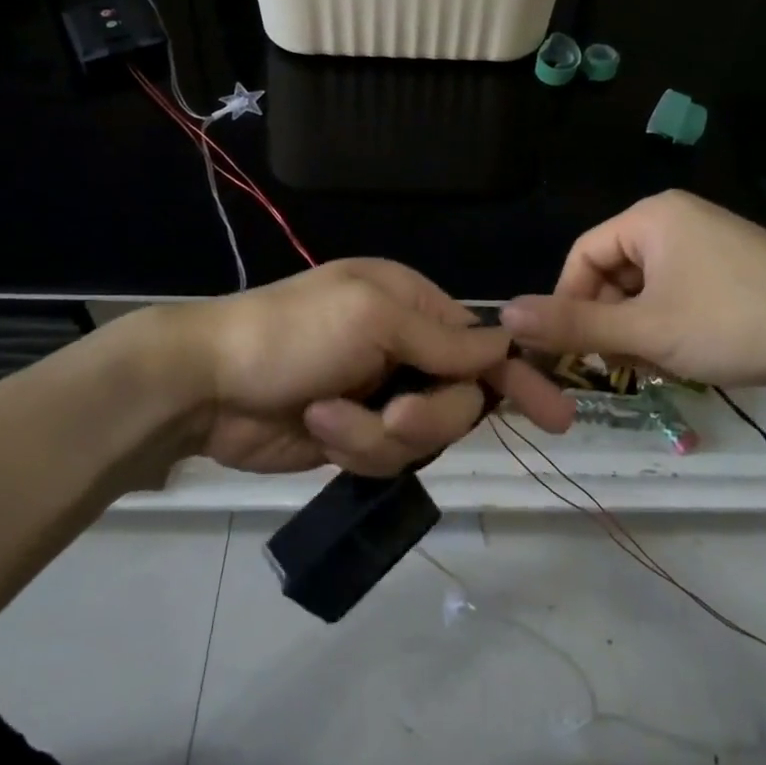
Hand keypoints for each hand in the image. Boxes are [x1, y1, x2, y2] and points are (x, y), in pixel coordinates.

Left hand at [169, 260, 573, 475]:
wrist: (208, 382)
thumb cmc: (291, 333)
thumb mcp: (372, 318)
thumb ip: (442, 340)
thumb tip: (503, 347)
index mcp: (412, 306)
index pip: (483, 344)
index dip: (518, 377)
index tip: (557, 415)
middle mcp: (403, 349)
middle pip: (459, 400)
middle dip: (429, 416)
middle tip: (394, 415)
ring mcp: (379, 396)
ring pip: (423, 438)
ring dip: (377, 434)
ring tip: (329, 415)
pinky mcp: (354, 435)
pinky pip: (384, 458)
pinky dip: (352, 445)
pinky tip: (316, 425)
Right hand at [501, 190, 765, 393]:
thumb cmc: (736, 323)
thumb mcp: (647, 332)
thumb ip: (574, 326)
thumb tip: (504, 316)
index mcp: (651, 216)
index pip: (582, 255)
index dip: (569, 303)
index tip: (575, 351)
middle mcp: (677, 217)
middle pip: (614, 272)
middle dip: (612, 322)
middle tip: (627, 367)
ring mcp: (710, 241)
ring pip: (646, 287)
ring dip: (641, 329)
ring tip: (663, 365)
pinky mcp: (734, 266)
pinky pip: (679, 291)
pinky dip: (672, 324)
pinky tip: (690, 354)